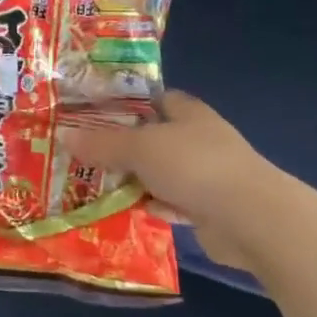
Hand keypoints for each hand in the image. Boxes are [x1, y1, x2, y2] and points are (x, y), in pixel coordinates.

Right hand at [60, 92, 270, 254]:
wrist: (250, 218)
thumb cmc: (194, 166)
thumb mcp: (139, 148)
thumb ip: (102, 143)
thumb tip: (65, 135)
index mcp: (187, 112)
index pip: (153, 98)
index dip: (124, 103)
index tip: (91, 113)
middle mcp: (198, 138)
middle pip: (152, 137)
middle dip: (122, 146)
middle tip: (83, 152)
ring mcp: (205, 174)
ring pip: (159, 172)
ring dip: (134, 179)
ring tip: (95, 183)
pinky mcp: (208, 207)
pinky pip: (170, 202)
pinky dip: (152, 205)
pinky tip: (127, 210)